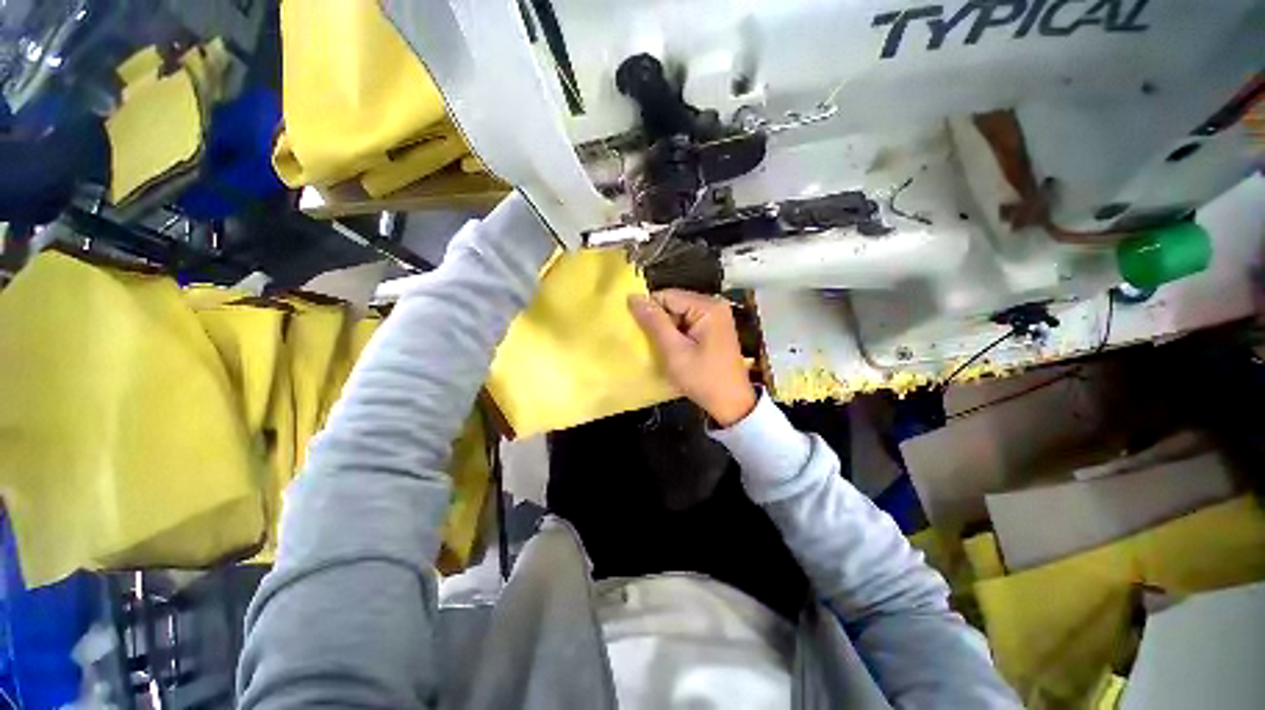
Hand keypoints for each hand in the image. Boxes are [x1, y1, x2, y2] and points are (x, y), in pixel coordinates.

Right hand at [628, 289, 756, 426]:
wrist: (731, 403)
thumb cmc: (703, 378)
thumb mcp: (674, 351)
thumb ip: (654, 322)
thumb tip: (633, 297)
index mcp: (707, 306)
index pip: (667, 295)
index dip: (650, 311)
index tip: (641, 333)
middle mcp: (714, 305)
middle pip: (674, 303)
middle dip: (660, 321)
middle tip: (653, 344)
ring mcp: (716, 317)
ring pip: (679, 314)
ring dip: (667, 330)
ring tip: (664, 349)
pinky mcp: (715, 328)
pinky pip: (688, 323)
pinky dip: (677, 334)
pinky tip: (675, 350)